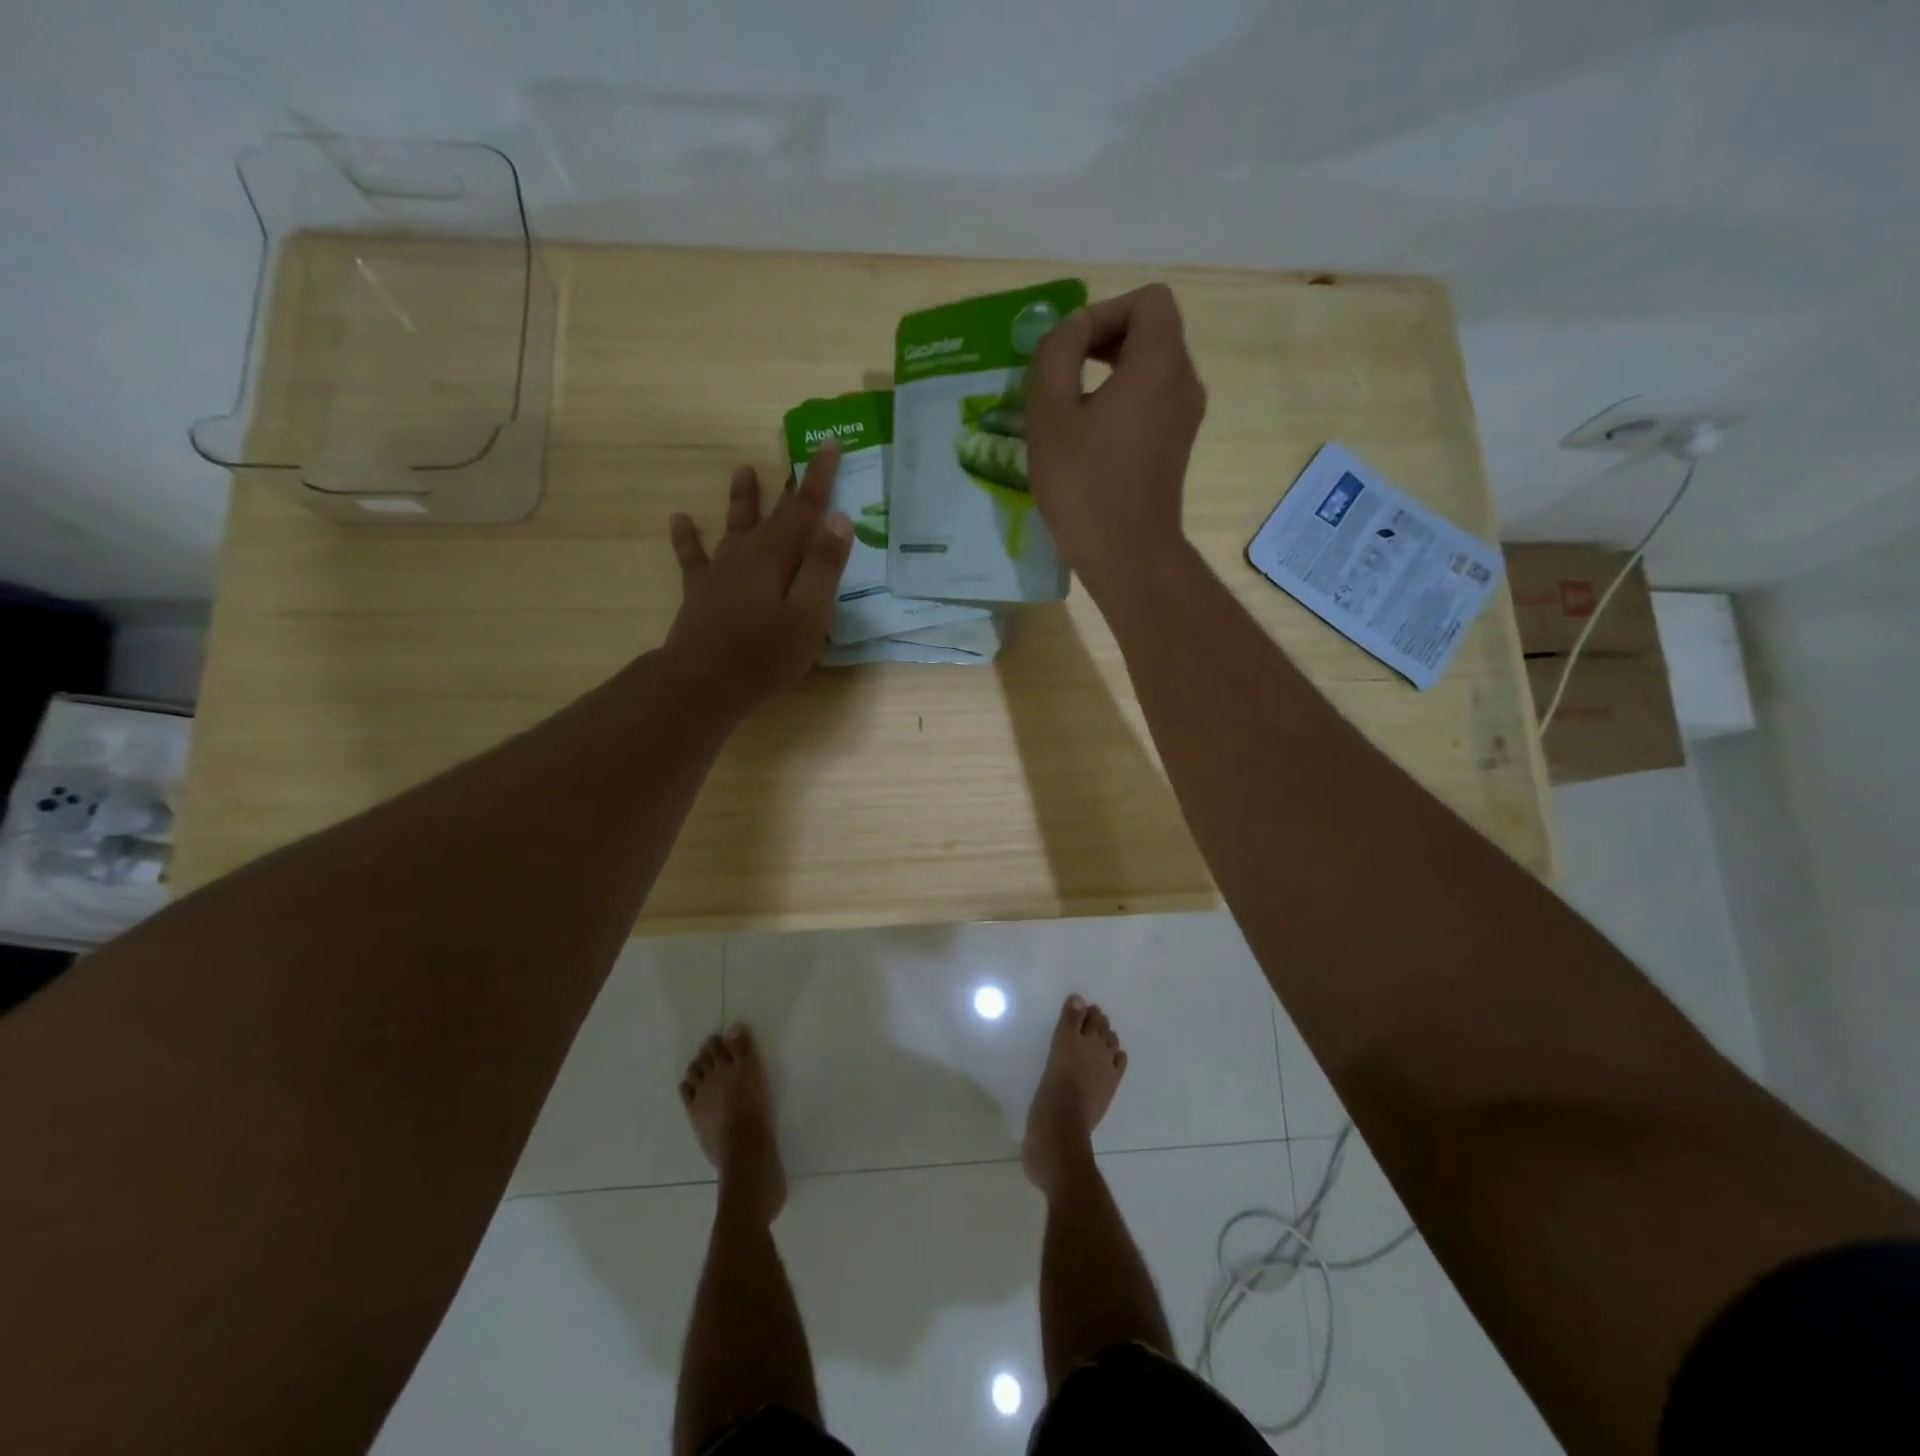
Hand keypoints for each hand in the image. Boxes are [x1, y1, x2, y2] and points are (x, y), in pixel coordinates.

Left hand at [661, 444, 852, 720]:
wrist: (702, 683)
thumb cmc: (764, 654)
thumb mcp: (808, 615)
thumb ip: (823, 567)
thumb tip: (840, 518)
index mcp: (777, 556)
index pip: (805, 508)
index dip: (819, 477)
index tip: (829, 444)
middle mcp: (747, 554)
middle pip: (773, 513)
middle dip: (790, 485)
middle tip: (796, 454)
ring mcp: (720, 572)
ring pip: (734, 526)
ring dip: (741, 499)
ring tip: (743, 470)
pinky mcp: (700, 592)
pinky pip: (693, 557)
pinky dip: (687, 538)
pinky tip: (680, 519)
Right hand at [1025, 284, 1206, 594]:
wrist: (1127, 554)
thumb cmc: (1085, 484)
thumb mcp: (1049, 412)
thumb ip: (1055, 353)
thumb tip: (1071, 332)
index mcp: (1160, 363)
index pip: (1148, 300)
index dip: (1105, 312)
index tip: (1070, 352)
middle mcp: (1184, 381)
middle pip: (1151, 330)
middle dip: (1104, 340)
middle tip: (1063, 375)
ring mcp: (1186, 416)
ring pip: (1151, 367)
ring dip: (1109, 373)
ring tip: (1070, 407)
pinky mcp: (1177, 445)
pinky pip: (1152, 400)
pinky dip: (1122, 402)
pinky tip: (1090, 437)